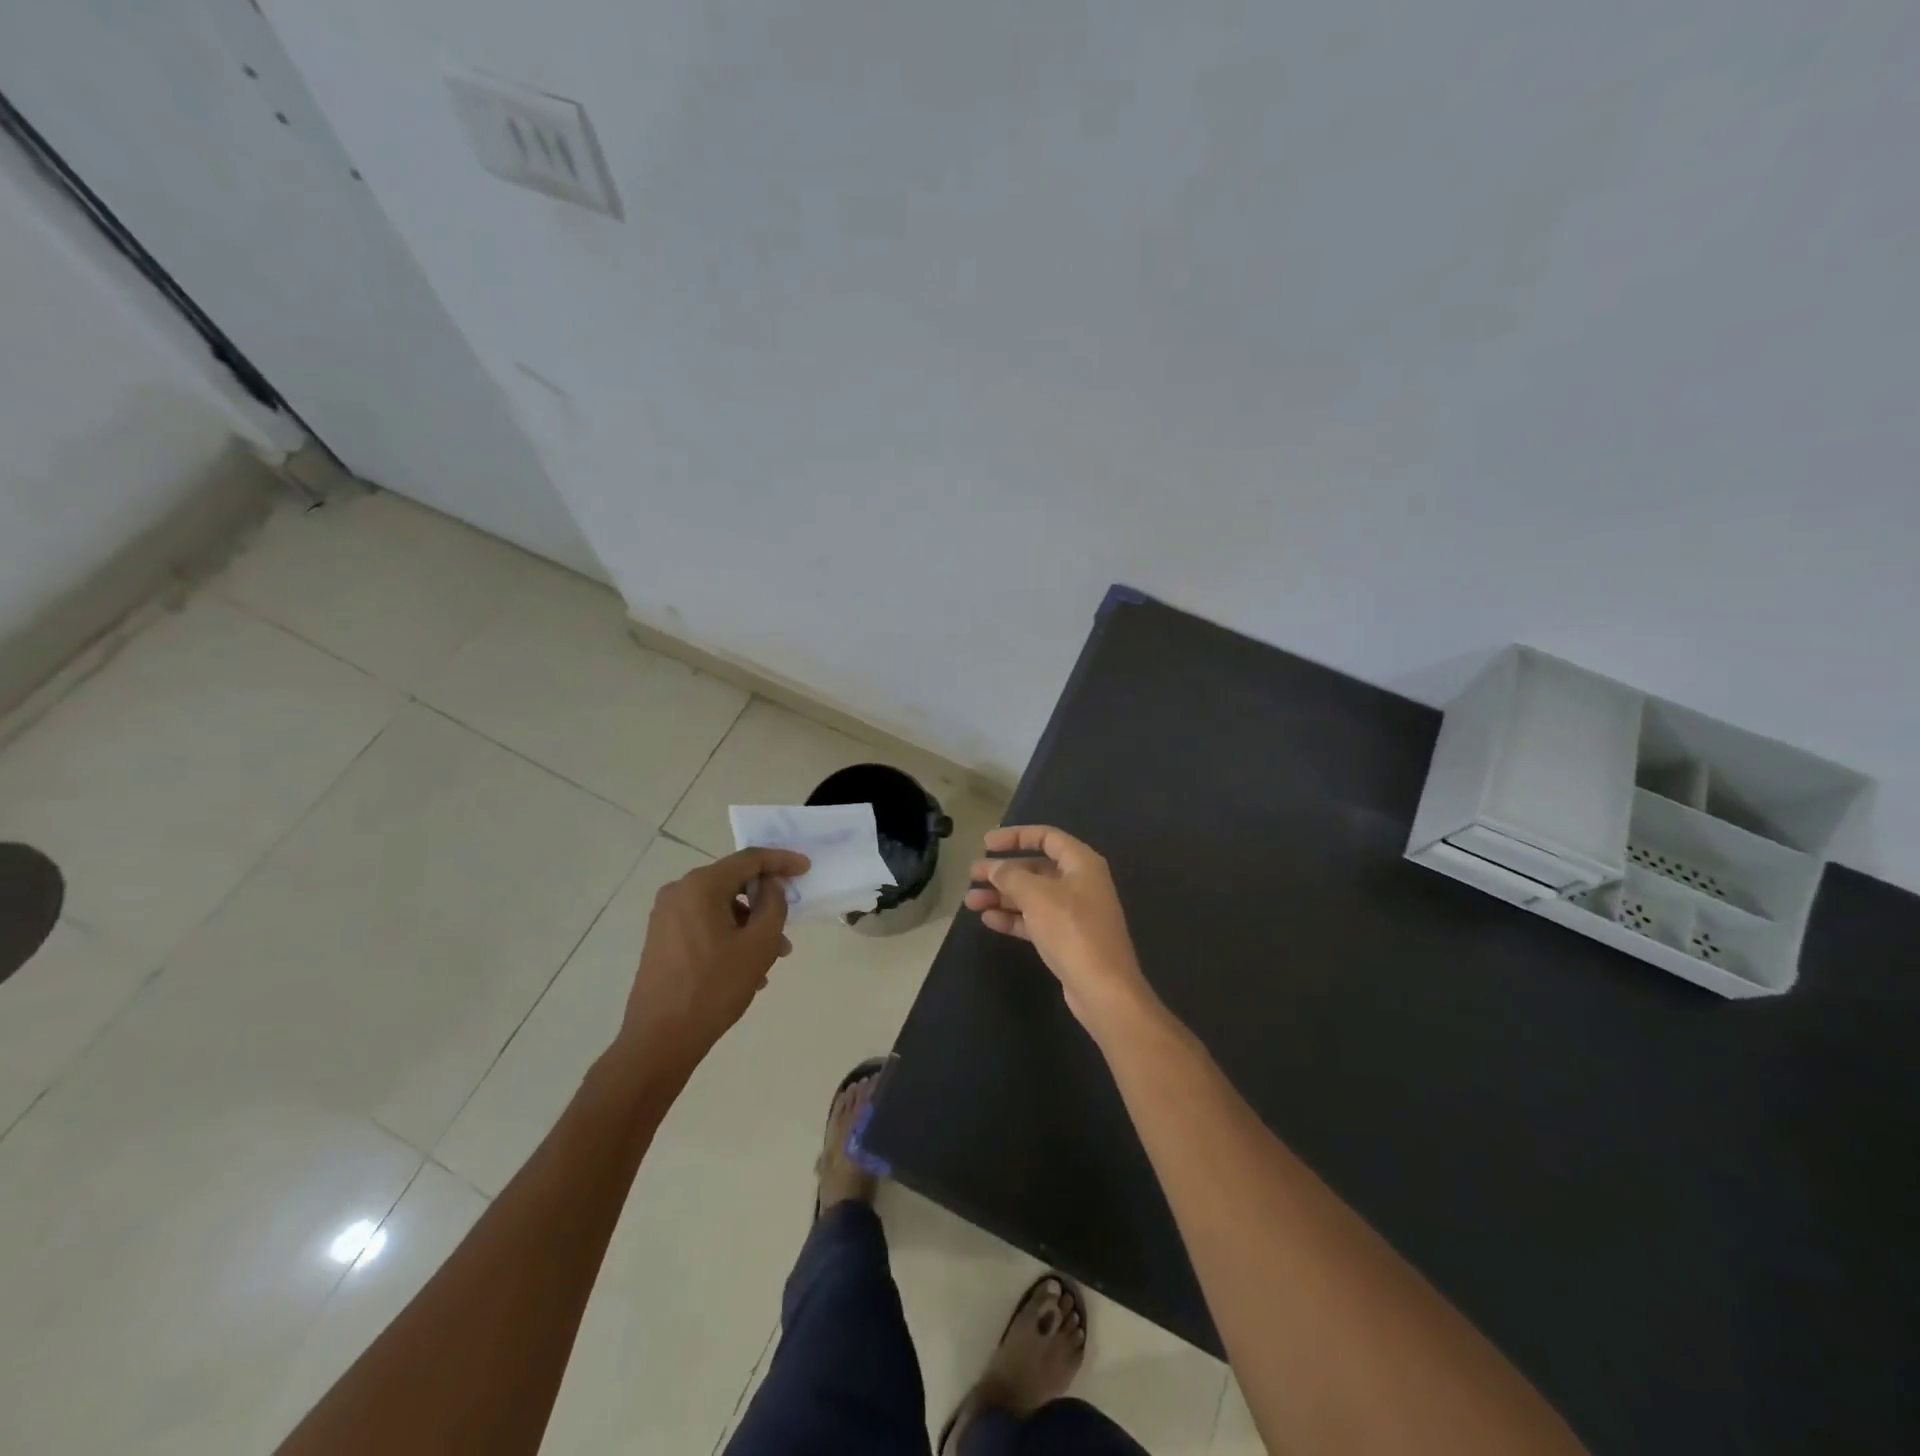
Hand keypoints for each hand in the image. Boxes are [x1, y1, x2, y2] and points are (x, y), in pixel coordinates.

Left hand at [618, 847, 809, 1075]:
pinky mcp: (662, 939)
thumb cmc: (714, 987)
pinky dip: (730, 937)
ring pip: (721, 908)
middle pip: (733, 883)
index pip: (749, 859)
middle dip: (765, 902)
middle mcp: (679, 892)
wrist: (659, 1040)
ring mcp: (666, 917)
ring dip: (750, 925)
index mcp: (700, 886)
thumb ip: (773, 905)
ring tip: (772, 958)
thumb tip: (771, 885)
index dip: (781, 861)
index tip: (806, 869)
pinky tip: (746, 970)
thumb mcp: (759, 944)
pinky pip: (705, 925)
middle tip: (790, 924)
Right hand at [964, 826, 1156, 1037]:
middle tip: (973, 875)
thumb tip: (995, 868)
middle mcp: (1080, 883)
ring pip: (1032, 896)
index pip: (1046, 837)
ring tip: (971, 902)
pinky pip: (1035, 920)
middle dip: (1003, 871)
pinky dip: (1013, 918)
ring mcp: (1074, 913)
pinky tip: (988, 920)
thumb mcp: (1037, 895)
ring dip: (1002, 896)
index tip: (986, 843)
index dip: (1015, 836)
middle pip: (1036, 868)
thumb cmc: (1071, 929)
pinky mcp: (1067, 939)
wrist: (1102, 988)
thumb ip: (1011, 876)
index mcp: (1081, 863)